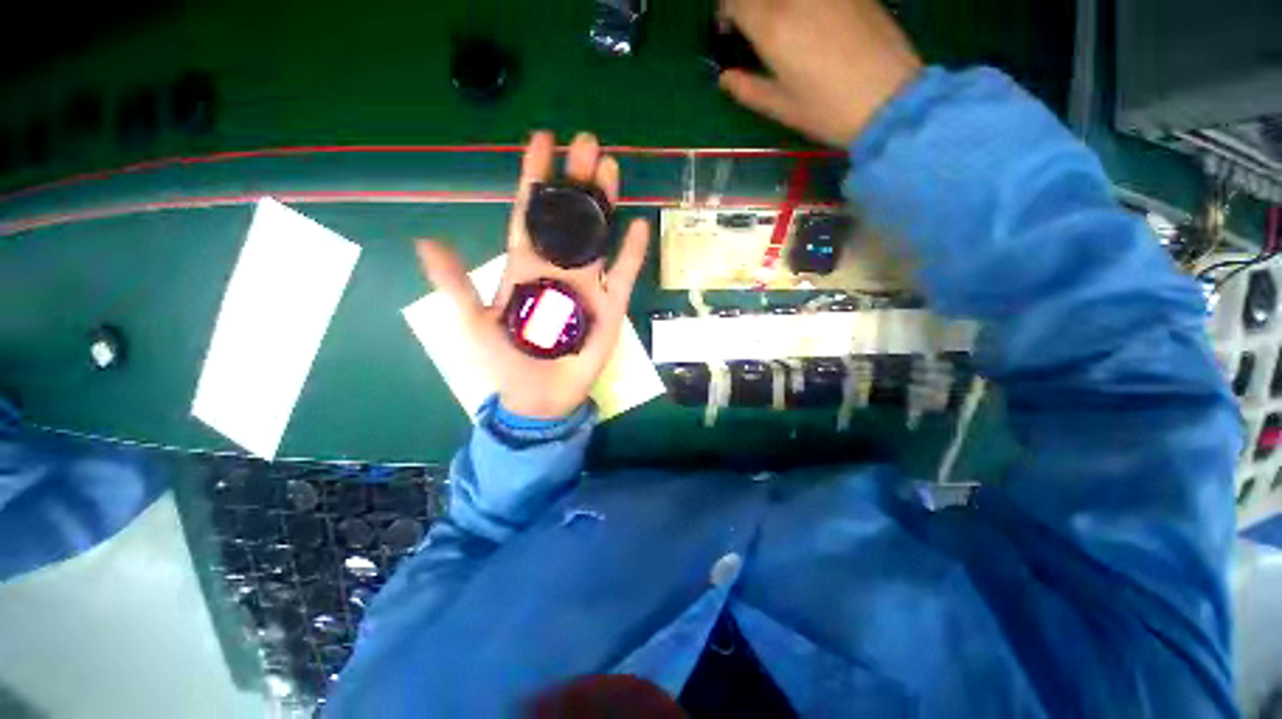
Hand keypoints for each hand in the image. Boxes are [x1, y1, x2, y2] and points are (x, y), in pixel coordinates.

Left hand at [416, 132, 650, 419]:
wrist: (539, 395)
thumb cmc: (506, 361)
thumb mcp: (472, 321)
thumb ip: (455, 283)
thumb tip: (425, 240)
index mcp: (525, 266)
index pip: (530, 213)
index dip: (535, 177)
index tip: (542, 139)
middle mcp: (558, 268)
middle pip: (569, 217)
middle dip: (576, 180)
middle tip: (587, 141)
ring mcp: (587, 286)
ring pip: (598, 238)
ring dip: (604, 205)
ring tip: (611, 168)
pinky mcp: (609, 306)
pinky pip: (623, 275)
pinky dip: (631, 252)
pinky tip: (637, 225)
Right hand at [718, 0, 922, 147]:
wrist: (890, 99)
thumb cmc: (828, 110)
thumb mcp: (782, 107)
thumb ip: (748, 89)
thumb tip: (725, 79)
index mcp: (773, 27)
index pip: (736, 1)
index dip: (727, 12)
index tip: (729, 30)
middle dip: (749, 4)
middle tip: (752, 24)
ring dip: (777, 5)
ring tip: (781, 24)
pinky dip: (804, 5)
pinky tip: (809, 19)